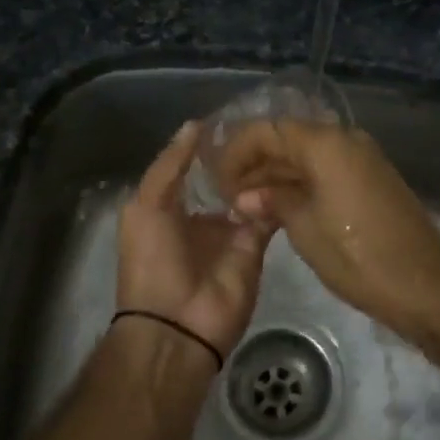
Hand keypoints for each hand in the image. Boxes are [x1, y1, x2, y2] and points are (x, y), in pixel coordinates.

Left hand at [116, 121, 274, 359]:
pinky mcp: (256, 246)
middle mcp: (203, 215)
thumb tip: (196, 123)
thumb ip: (170, 164)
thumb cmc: (151, 260)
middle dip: (242, 155)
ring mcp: (232, 231)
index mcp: (171, 206)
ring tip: (282, 137)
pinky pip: (269, 213)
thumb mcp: (146, 205)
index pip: (194, 166)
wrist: (177, 325)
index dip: (210, 143)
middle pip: (226, 178)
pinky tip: (292, 166)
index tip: (233, 114)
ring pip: (251, 192)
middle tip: (266, 123)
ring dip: (263, 170)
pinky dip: (278, 194)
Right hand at [216, 120, 439, 337]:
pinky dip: (301, 183)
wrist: (424, 284)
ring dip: (277, 175)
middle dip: (256, 163)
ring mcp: (362, 158)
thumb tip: (247, 195)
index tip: (217, 180)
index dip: (237, 151)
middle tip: (228, 195)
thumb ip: (273, 201)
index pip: (268, 130)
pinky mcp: (371, 179)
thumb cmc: (357, 255)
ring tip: (248, 205)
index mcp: (325, 143)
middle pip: (288, 139)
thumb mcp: (304, 228)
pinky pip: (327, 170)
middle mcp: (345, 139)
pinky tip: (280, 207)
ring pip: (307, 156)